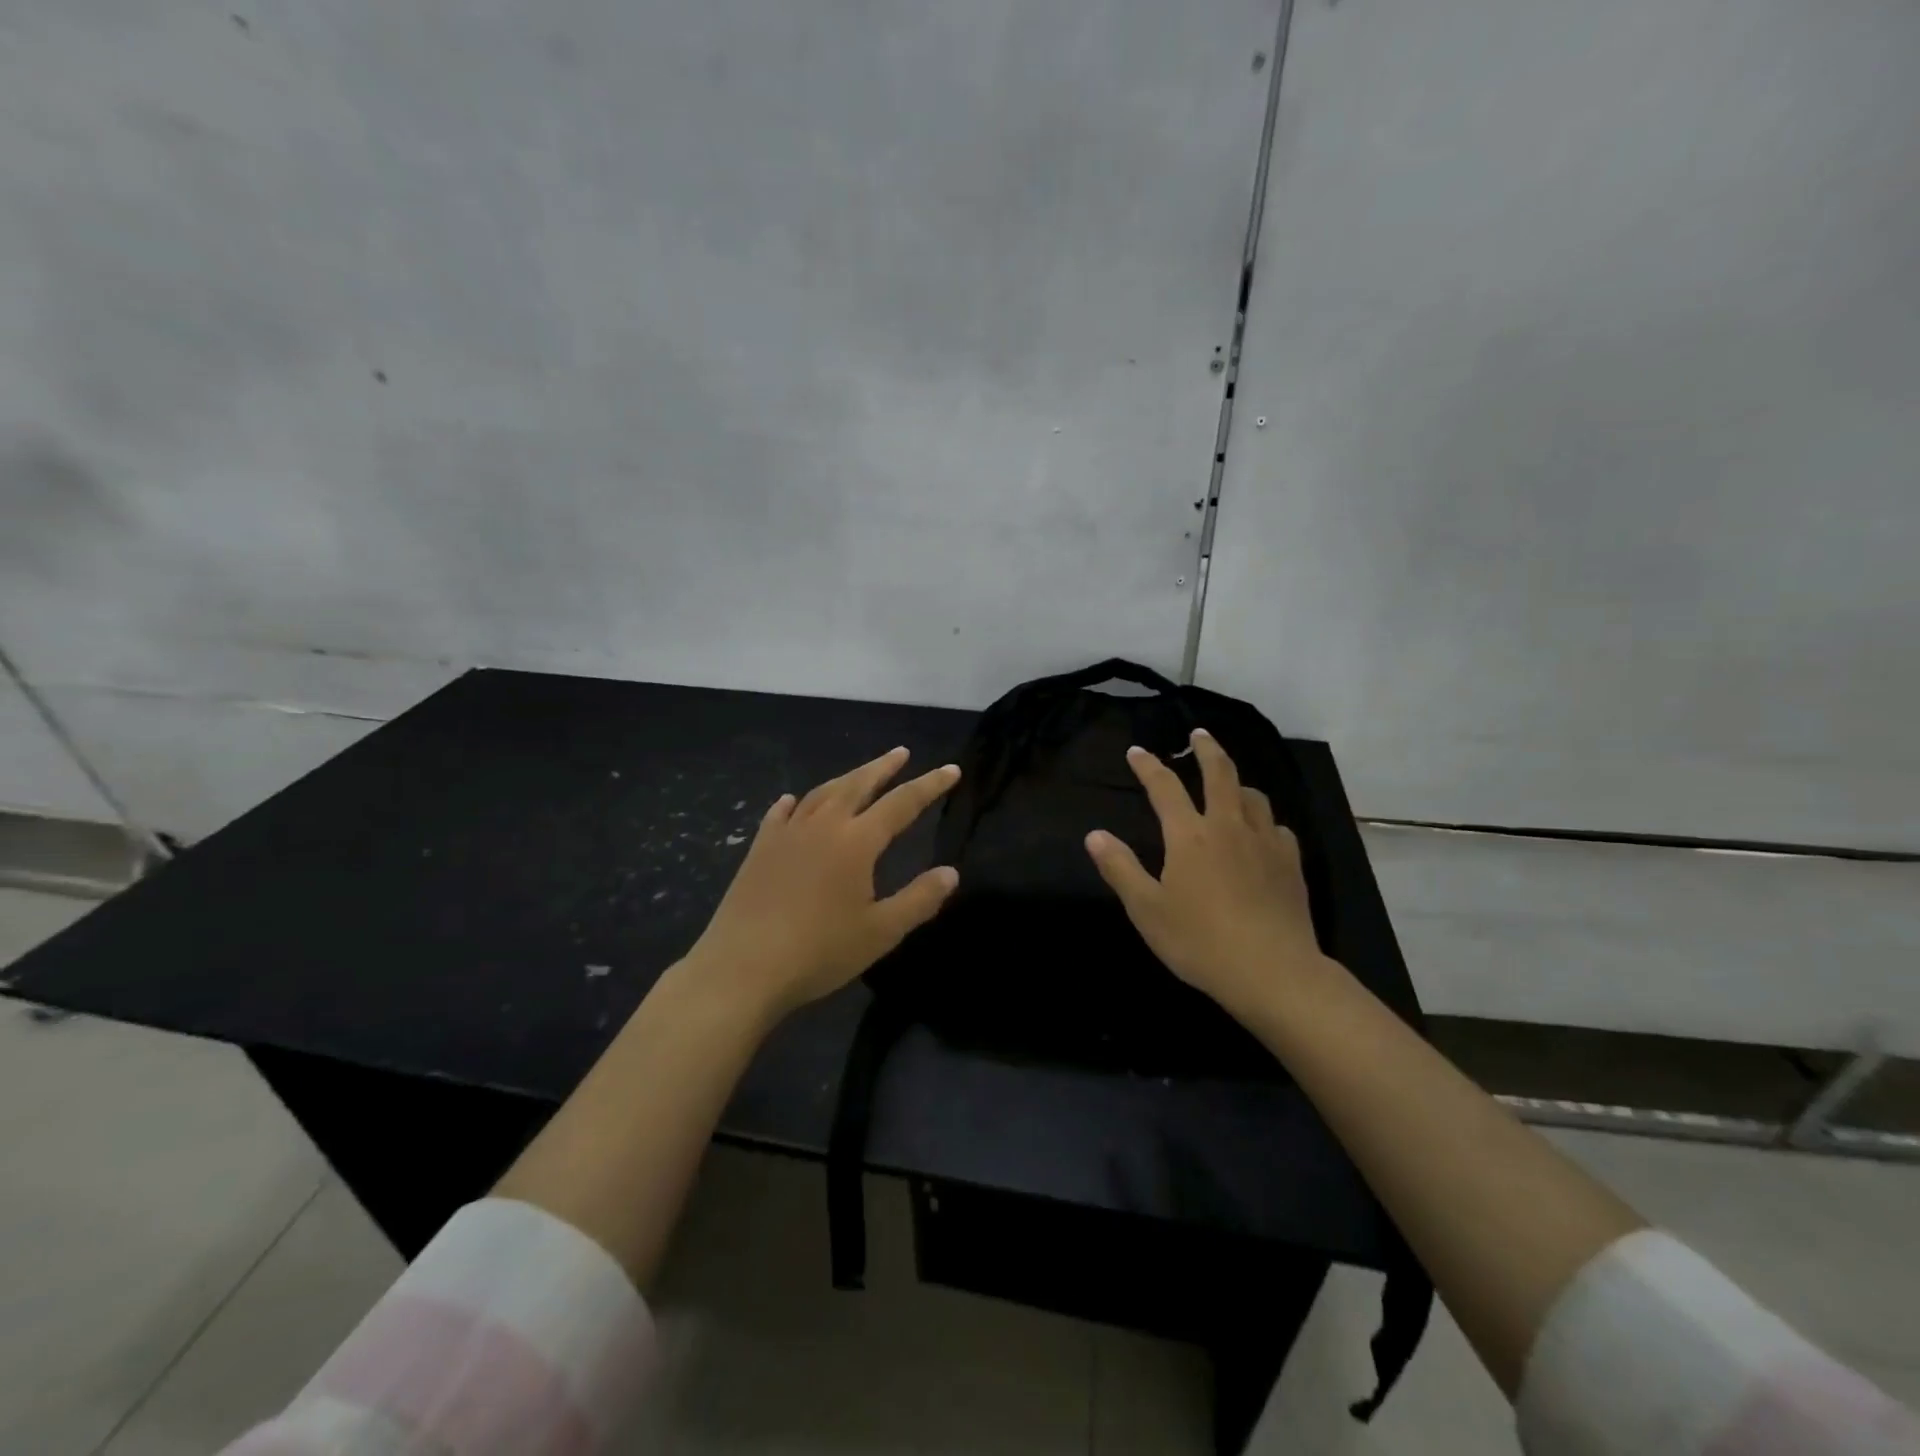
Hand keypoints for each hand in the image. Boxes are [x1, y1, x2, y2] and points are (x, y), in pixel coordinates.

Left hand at [680, 747, 960, 1021]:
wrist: (743, 968)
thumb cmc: (819, 952)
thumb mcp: (880, 932)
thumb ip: (919, 899)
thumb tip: (951, 872)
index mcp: (856, 841)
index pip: (902, 803)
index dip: (929, 785)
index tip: (951, 769)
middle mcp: (823, 825)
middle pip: (858, 784)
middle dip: (884, 767)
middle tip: (902, 752)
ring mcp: (787, 834)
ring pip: (821, 793)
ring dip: (846, 778)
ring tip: (860, 773)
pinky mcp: (759, 849)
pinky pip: (780, 815)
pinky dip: (794, 803)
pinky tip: (793, 801)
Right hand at [1084, 729, 1328, 1022]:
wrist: (1273, 972)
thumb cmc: (1200, 941)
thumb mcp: (1146, 909)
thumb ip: (1120, 868)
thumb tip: (1094, 834)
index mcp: (1190, 835)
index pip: (1165, 787)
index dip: (1148, 765)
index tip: (1137, 751)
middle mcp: (1228, 827)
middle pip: (1220, 773)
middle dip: (1206, 748)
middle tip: (1198, 733)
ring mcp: (1265, 842)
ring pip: (1253, 796)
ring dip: (1237, 782)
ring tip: (1230, 783)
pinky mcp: (1290, 863)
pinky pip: (1277, 827)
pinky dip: (1263, 820)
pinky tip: (1261, 832)